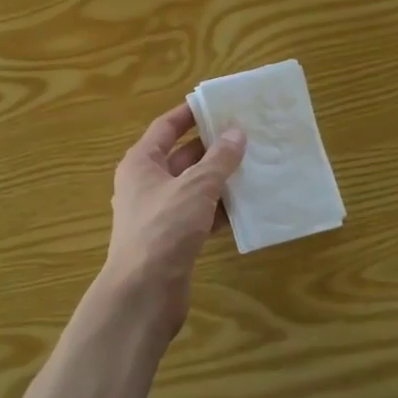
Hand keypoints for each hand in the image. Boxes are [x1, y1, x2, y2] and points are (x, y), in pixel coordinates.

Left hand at [102, 103, 246, 336]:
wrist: (143, 293)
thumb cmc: (163, 229)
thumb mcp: (195, 187)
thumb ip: (218, 160)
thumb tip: (236, 132)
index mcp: (141, 163)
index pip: (166, 127)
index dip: (190, 113)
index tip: (218, 104)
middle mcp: (147, 184)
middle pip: (182, 157)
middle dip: (213, 147)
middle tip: (248, 135)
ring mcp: (159, 213)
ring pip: (194, 187)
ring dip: (221, 179)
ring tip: (256, 166)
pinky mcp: (173, 239)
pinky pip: (200, 215)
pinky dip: (220, 210)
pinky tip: (248, 206)